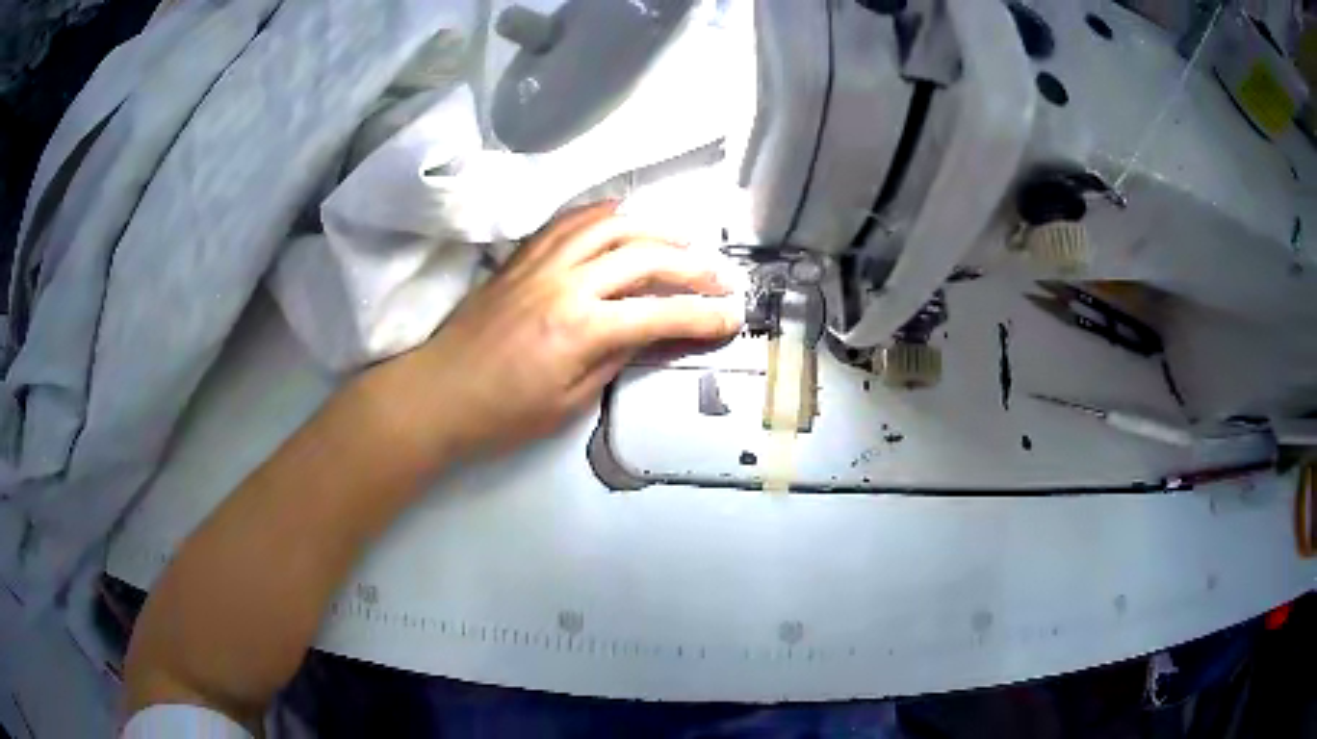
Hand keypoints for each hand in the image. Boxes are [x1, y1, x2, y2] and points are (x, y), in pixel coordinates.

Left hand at [400, 202, 743, 457]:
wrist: (438, 391)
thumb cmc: (502, 413)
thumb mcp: (569, 402)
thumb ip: (615, 359)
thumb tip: (650, 333)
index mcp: (582, 329)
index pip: (660, 314)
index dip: (703, 317)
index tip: (731, 318)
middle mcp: (568, 282)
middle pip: (644, 257)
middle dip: (691, 267)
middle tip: (719, 279)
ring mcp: (542, 262)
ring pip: (611, 226)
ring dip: (655, 230)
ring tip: (683, 243)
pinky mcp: (522, 256)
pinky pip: (569, 221)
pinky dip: (603, 214)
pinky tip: (623, 217)